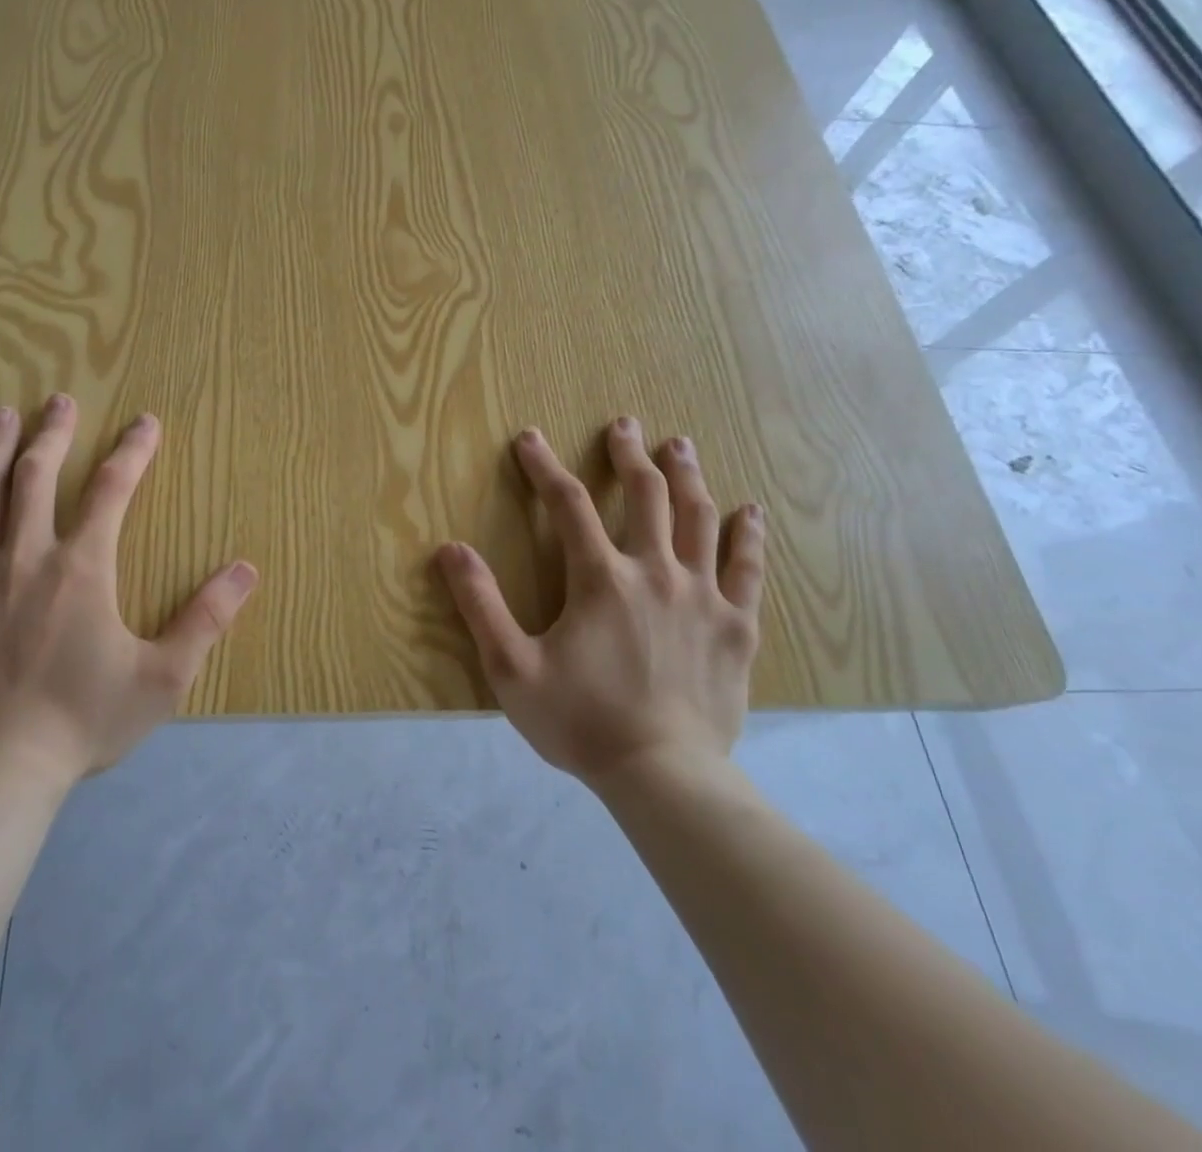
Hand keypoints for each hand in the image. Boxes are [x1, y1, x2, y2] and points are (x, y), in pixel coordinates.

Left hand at [0, 395, 258, 781]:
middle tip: (59, 400)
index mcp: (82, 569)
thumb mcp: (162, 677)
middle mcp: (25, 557)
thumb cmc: (83, 721)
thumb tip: (246, 569)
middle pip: (37, 476)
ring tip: (0, 416)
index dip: (132, 450)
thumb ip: (206, 619)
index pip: (113, 490)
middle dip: (53, 433)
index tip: (145, 422)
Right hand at [435, 418, 765, 786]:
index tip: (530, 438)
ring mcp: (703, 597)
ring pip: (698, 520)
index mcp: (601, 579)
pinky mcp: (736, 627)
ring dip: (687, 477)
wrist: (664, 777)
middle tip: (626, 424)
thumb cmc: (581, 722)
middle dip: (630, 455)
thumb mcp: (511, 668)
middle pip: (646, 496)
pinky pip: (747, 569)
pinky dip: (747, 536)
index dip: (545, 466)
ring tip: (680, 447)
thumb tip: (451, 549)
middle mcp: (655, 572)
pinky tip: (750, 511)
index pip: (568, 504)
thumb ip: (480, 604)